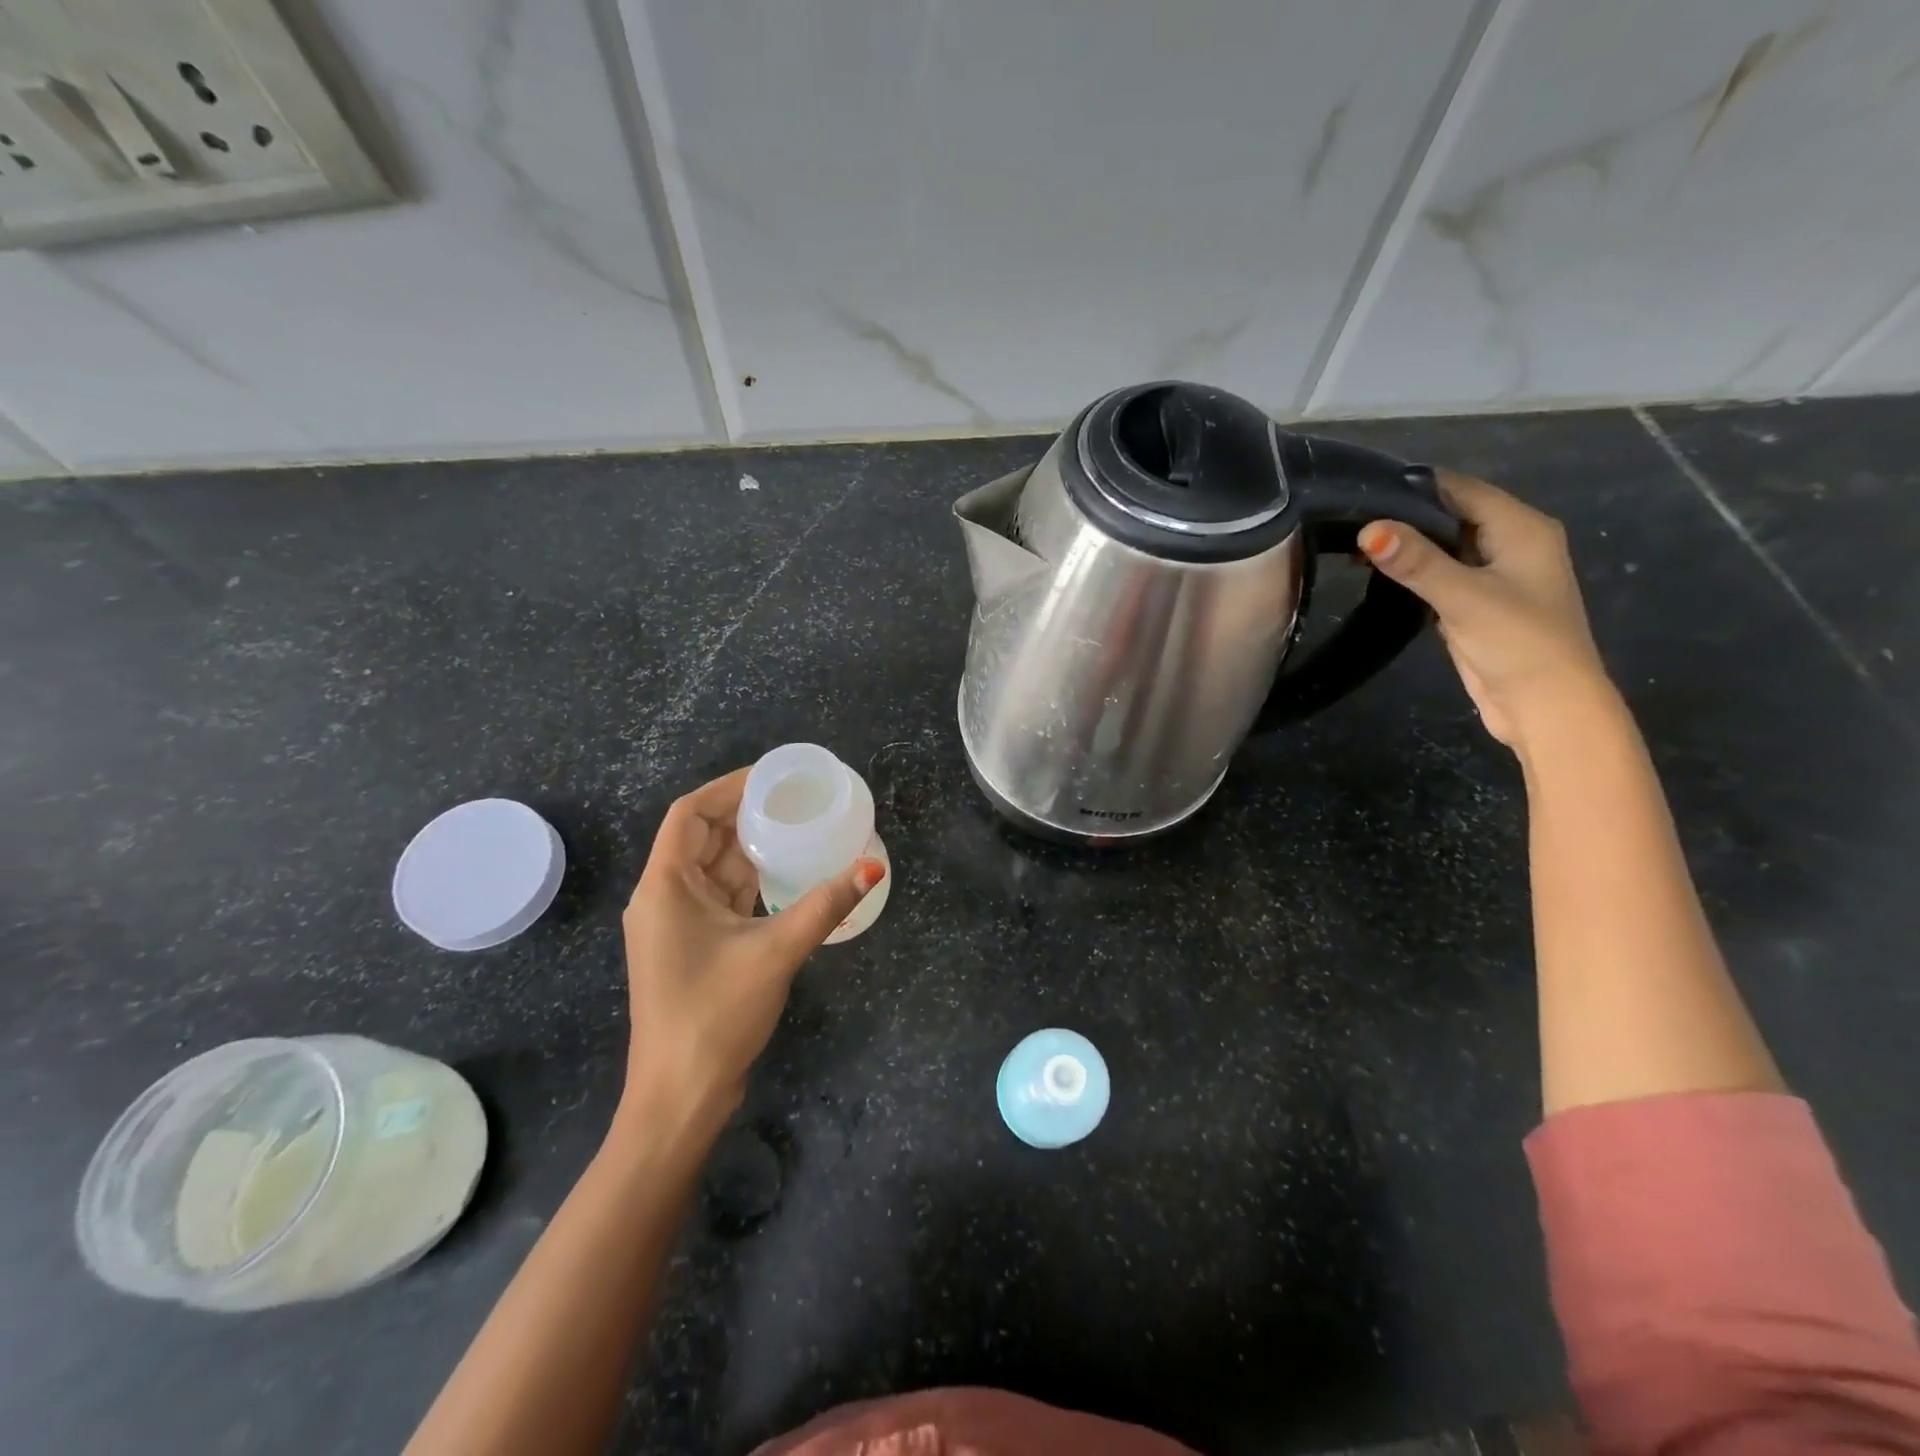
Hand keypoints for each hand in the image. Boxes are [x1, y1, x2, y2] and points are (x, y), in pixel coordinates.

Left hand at [617, 768, 884, 1139]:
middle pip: (701, 837)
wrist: (681, 1096)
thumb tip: (873, 868)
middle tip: (794, 799)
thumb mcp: (776, 951)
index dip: (727, 788)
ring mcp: (676, 925)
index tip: (772, 777)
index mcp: (665, 886)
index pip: (688, 814)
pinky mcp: (692, 947)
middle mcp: (663, 898)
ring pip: (713, 869)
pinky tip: (786, 875)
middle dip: (744, 815)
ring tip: (796, 827)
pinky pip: (721, 897)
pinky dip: (750, 881)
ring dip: (749, 849)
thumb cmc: (715, 1014)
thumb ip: (825, 905)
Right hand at [1358, 471, 1613, 749]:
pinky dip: (1411, 572)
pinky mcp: (1475, 604)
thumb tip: (1367, 529)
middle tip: (1344, 519)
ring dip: (1404, 546)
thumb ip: (1416, 562)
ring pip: (1441, 547)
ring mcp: (1493, 576)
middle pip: (1449, 515)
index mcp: (1521, 528)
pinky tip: (1375, 575)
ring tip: (1349, 545)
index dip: (1412, 486)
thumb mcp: (1464, 597)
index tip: (1359, 490)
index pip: (1459, 489)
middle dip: (1402, 516)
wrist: (1545, 706)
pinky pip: (1439, 575)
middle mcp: (1510, 543)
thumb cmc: (1518, 643)